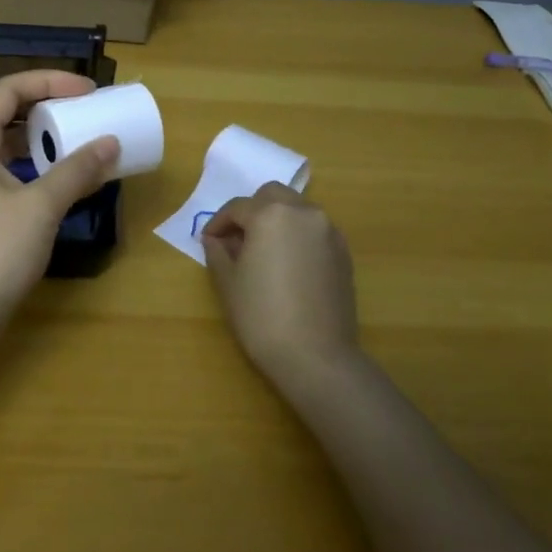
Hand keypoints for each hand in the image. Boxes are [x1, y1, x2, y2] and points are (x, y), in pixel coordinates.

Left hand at [0, 71, 119, 329]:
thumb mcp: (41, 206)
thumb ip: (76, 171)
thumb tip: (110, 143)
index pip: (5, 90)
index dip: (46, 81)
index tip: (86, 91)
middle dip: (40, 100)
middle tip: (77, 106)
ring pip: (0, 139)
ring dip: (35, 132)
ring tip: (71, 135)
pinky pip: (2, 166)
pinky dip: (30, 160)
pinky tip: (55, 175)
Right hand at [201, 183, 359, 391]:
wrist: (315, 356)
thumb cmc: (261, 316)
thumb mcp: (228, 282)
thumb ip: (218, 253)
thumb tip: (216, 240)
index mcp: (270, 214)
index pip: (237, 207)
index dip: (218, 223)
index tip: (208, 241)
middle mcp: (303, 213)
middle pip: (272, 196)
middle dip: (251, 211)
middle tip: (237, 239)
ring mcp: (328, 231)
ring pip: (297, 210)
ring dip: (276, 221)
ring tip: (263, 252)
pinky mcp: (343, 253)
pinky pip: (314, 231)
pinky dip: (297, 237)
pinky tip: (287, 265)